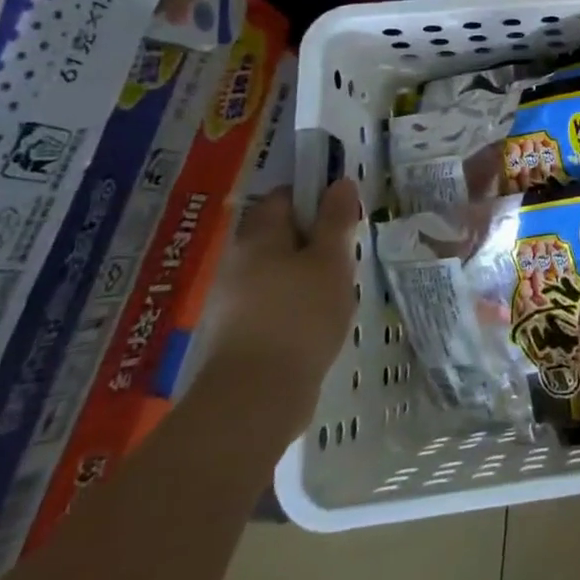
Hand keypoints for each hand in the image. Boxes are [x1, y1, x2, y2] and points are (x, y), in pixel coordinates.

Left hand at [200, 180, 363, 431]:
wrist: (255, 397)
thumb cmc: (300, 315)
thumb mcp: (331, 260)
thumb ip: (337, 220)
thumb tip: (340, 182)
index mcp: (258, 237)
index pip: (283, 197)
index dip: (314, 197)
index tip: (343, 213)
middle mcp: (237, 262)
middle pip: (278, 235)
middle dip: (313, 240)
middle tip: (346, 254)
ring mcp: (232, 300)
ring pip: (276, 271)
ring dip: (306, 275)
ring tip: (339, 291)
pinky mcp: (237, 334)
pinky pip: (272, 303)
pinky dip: (295, 304)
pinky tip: (318, 322)